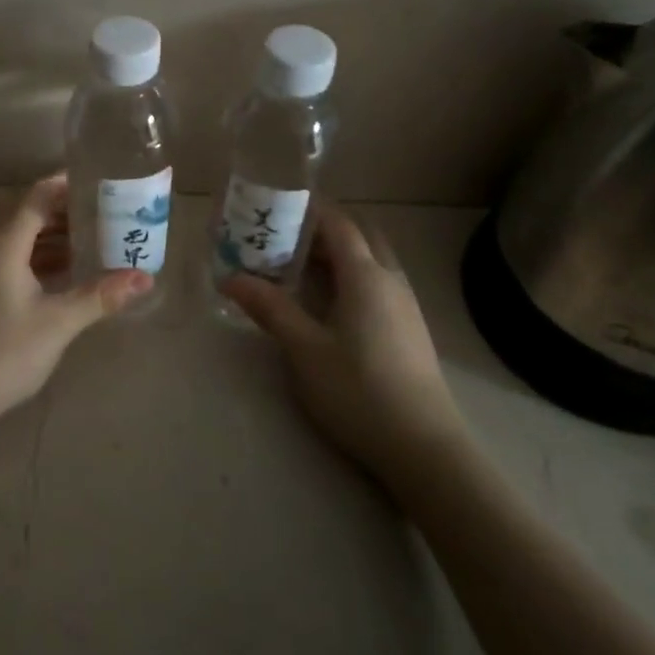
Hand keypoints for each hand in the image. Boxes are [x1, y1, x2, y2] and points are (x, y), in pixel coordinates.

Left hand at [0, 175, 151, 446]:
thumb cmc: (0, 355)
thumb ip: (100, 295)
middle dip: (63, 208)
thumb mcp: (57, 324)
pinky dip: (34, 254)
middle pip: (25, 210)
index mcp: (1, 242)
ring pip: (15, 234)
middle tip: (103, 212)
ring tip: (91, 239)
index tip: (102, 184)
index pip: (37, 195)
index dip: (68, 185)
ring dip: (49, 233)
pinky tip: (61, 272)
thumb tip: (145, 278)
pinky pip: (6, 254)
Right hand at [223, 204, 465, 485]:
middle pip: (360, 235)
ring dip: (340, 254)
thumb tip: (230, 278)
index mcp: (365, 275)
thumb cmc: (358, 391)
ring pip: (372, 260)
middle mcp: (390, 279)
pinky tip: (330, 304)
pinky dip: (353, 276)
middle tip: (285, 239)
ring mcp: (405, 304)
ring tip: (300, 268)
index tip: (276, 207)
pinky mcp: (410, 328)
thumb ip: (269, 308)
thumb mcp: (304, 350)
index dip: (309, 210)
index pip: (338, 223)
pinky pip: (379, 282)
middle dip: (324, 229)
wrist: (423, 447)